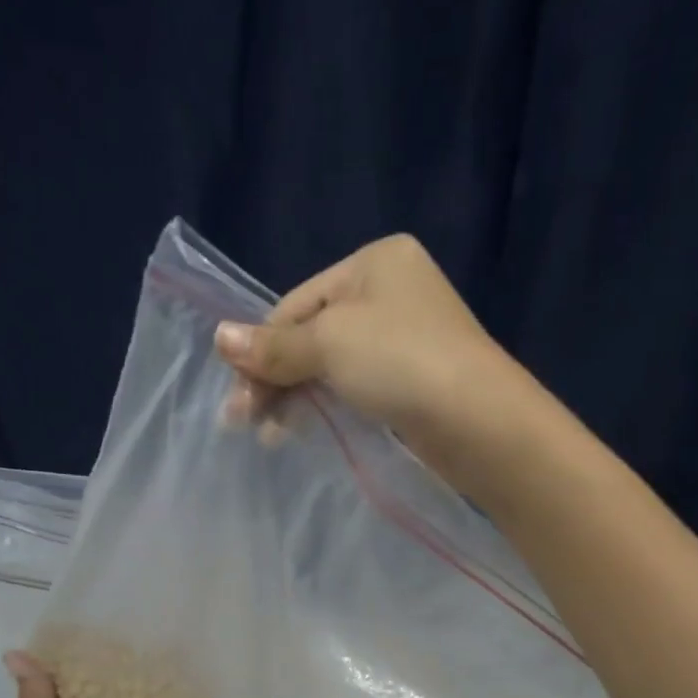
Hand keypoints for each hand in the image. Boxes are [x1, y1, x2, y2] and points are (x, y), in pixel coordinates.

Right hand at [212, 234, 538, 489]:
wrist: (478, 422)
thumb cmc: (401, 362)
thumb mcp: (329, 343)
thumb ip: (274, 345)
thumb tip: (219, 336)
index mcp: (374, 263)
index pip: (295, 304)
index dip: (261, 349)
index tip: (237, 396)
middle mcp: (391, 292)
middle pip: (312, 334)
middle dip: (276, 377)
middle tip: (245, 422)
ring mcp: (406, 339)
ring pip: (332, 364)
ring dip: (296, 396)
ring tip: (272, 434)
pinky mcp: (414, 381)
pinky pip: (356, 387)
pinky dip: (327, 405)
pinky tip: (306, 429)